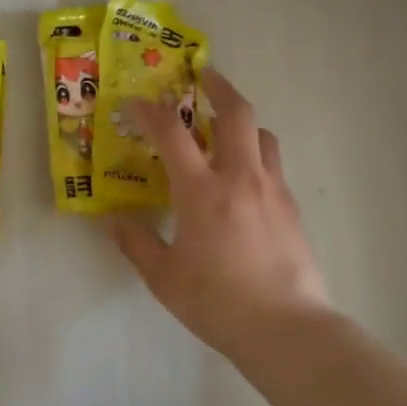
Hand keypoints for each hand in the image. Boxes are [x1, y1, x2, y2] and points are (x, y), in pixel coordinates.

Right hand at [110, 68, 335, 360]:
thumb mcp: (163, 277)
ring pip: (263, 135)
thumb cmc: (217, 302)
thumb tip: (114, 219)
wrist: (287, 329)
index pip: (172, 133)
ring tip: (225, 129)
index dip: (151, 111)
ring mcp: (272, 190)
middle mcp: (240, 178)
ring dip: (242, 122)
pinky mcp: (292, 208)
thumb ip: (136, 242)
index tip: (137, 102)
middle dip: (219, 86)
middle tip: (204, 76)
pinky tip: (244, 178)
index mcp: (202, 191)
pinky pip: (273, 165)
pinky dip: (256, 154)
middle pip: (237, 113)